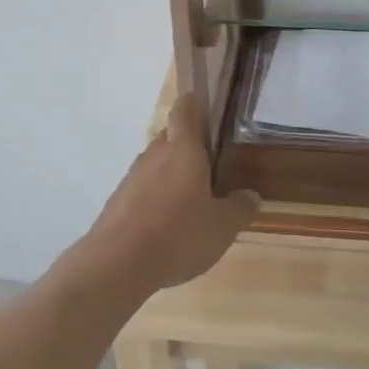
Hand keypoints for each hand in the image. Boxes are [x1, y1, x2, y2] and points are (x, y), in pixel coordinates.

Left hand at [81, 96, 259, 293]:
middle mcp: (155, 154)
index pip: (185, 110)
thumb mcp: (222, 227)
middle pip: (171, 136)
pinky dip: (155, 196)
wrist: (117, 264)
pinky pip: (142, 188)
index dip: (195, 104)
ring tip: (191, 198)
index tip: (207, 110)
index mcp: (183, 149)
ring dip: (172, 173)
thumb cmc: (178, 234)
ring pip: (156, 163)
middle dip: (188, 146)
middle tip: (211, 165)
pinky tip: (167, 223)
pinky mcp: (118, 200)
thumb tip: (251, 195)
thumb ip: (239, 207)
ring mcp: (132, 176)